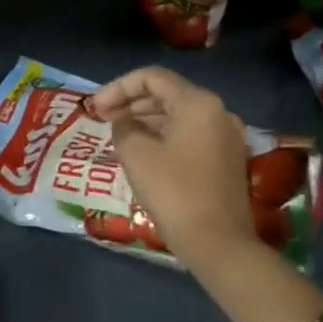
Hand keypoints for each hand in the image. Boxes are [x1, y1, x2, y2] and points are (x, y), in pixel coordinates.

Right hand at [92, 66, 252, 270]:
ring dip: (145, 119)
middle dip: (131, 102)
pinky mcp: (226, 159)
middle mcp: (218, 112)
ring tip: (117, 133)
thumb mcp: (135, 153)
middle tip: (102, 117)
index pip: (152, 78)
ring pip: (178, 114)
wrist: (219, 243)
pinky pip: (189, 134)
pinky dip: (163, 134)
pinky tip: (142, 149)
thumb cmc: (174, 191)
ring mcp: (226, 137)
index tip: (96, 108)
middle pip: (167, 93)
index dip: (118, 87)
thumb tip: (125, 123)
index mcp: (197, 103)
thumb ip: (123, 126)